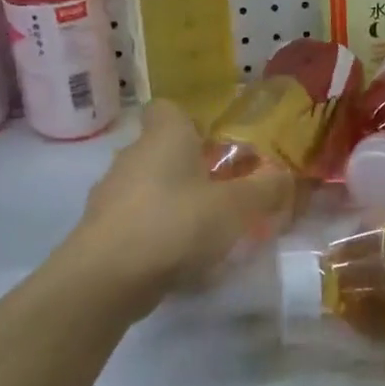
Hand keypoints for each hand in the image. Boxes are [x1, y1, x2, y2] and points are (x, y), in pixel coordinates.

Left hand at [65, 100, 293, 316]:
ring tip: (204, 232)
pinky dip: (154, 233)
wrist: (107, 277)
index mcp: (163, 136)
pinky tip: (177, 259)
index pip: (167, 108)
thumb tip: (284, 176)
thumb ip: (265, 189)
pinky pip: (135, 220)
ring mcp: (110, 193)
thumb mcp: (236, 207)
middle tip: (221, 193)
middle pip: (161, 150)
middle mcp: (132, 155)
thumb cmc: (176, 224)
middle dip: (189, 169)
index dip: (191, 122)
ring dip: (172, 203)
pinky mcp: (100, 228)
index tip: (214, 146)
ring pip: (148, 187)